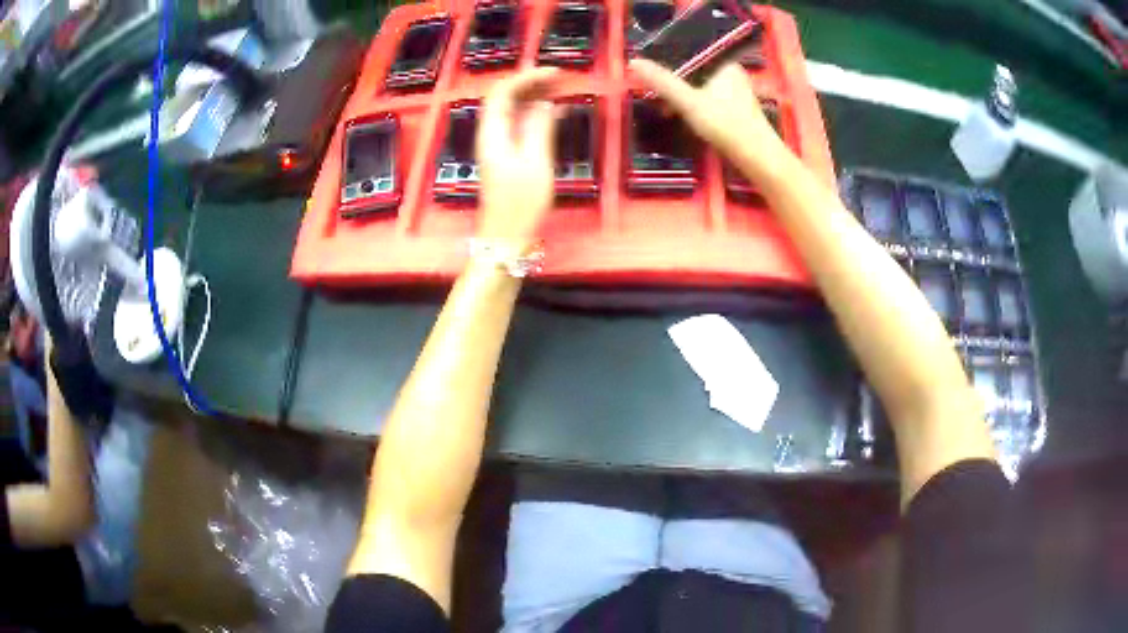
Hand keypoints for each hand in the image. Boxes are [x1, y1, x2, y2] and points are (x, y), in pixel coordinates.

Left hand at [477, 67, 559, 246]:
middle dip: (531, 83)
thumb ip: (539, 129)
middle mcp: (491, 135)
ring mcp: (498, 145)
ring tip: (561, 89)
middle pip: (505, 98)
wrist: (506, 238)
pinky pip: (519, 125)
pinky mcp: (507, 155)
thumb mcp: (535, 164)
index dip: (526, 77)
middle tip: (561, 78)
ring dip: (535, 96)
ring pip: (513, 110)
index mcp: (492, 134)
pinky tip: (556, 112)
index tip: (554, 73)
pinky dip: (536, 114)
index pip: (502, 92)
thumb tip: (545, 103)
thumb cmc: (520, 204)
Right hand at [630, 59, 792, 183]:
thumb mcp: (688, 102)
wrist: (758, 157)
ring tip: (666, 109)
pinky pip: (710, 101)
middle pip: (696, 72)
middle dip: (675, 82)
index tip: (651, 72)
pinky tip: (686, 118)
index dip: (669, 60)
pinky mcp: (738, 111)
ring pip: (702, 88)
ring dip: (684, 97)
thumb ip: (662, 82)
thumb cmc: (725, 124)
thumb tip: (633, 62)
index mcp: (724, 64)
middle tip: (655, 94)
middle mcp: (733, 74)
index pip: (691, 53)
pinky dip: (696, 107)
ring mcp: (738, 93)